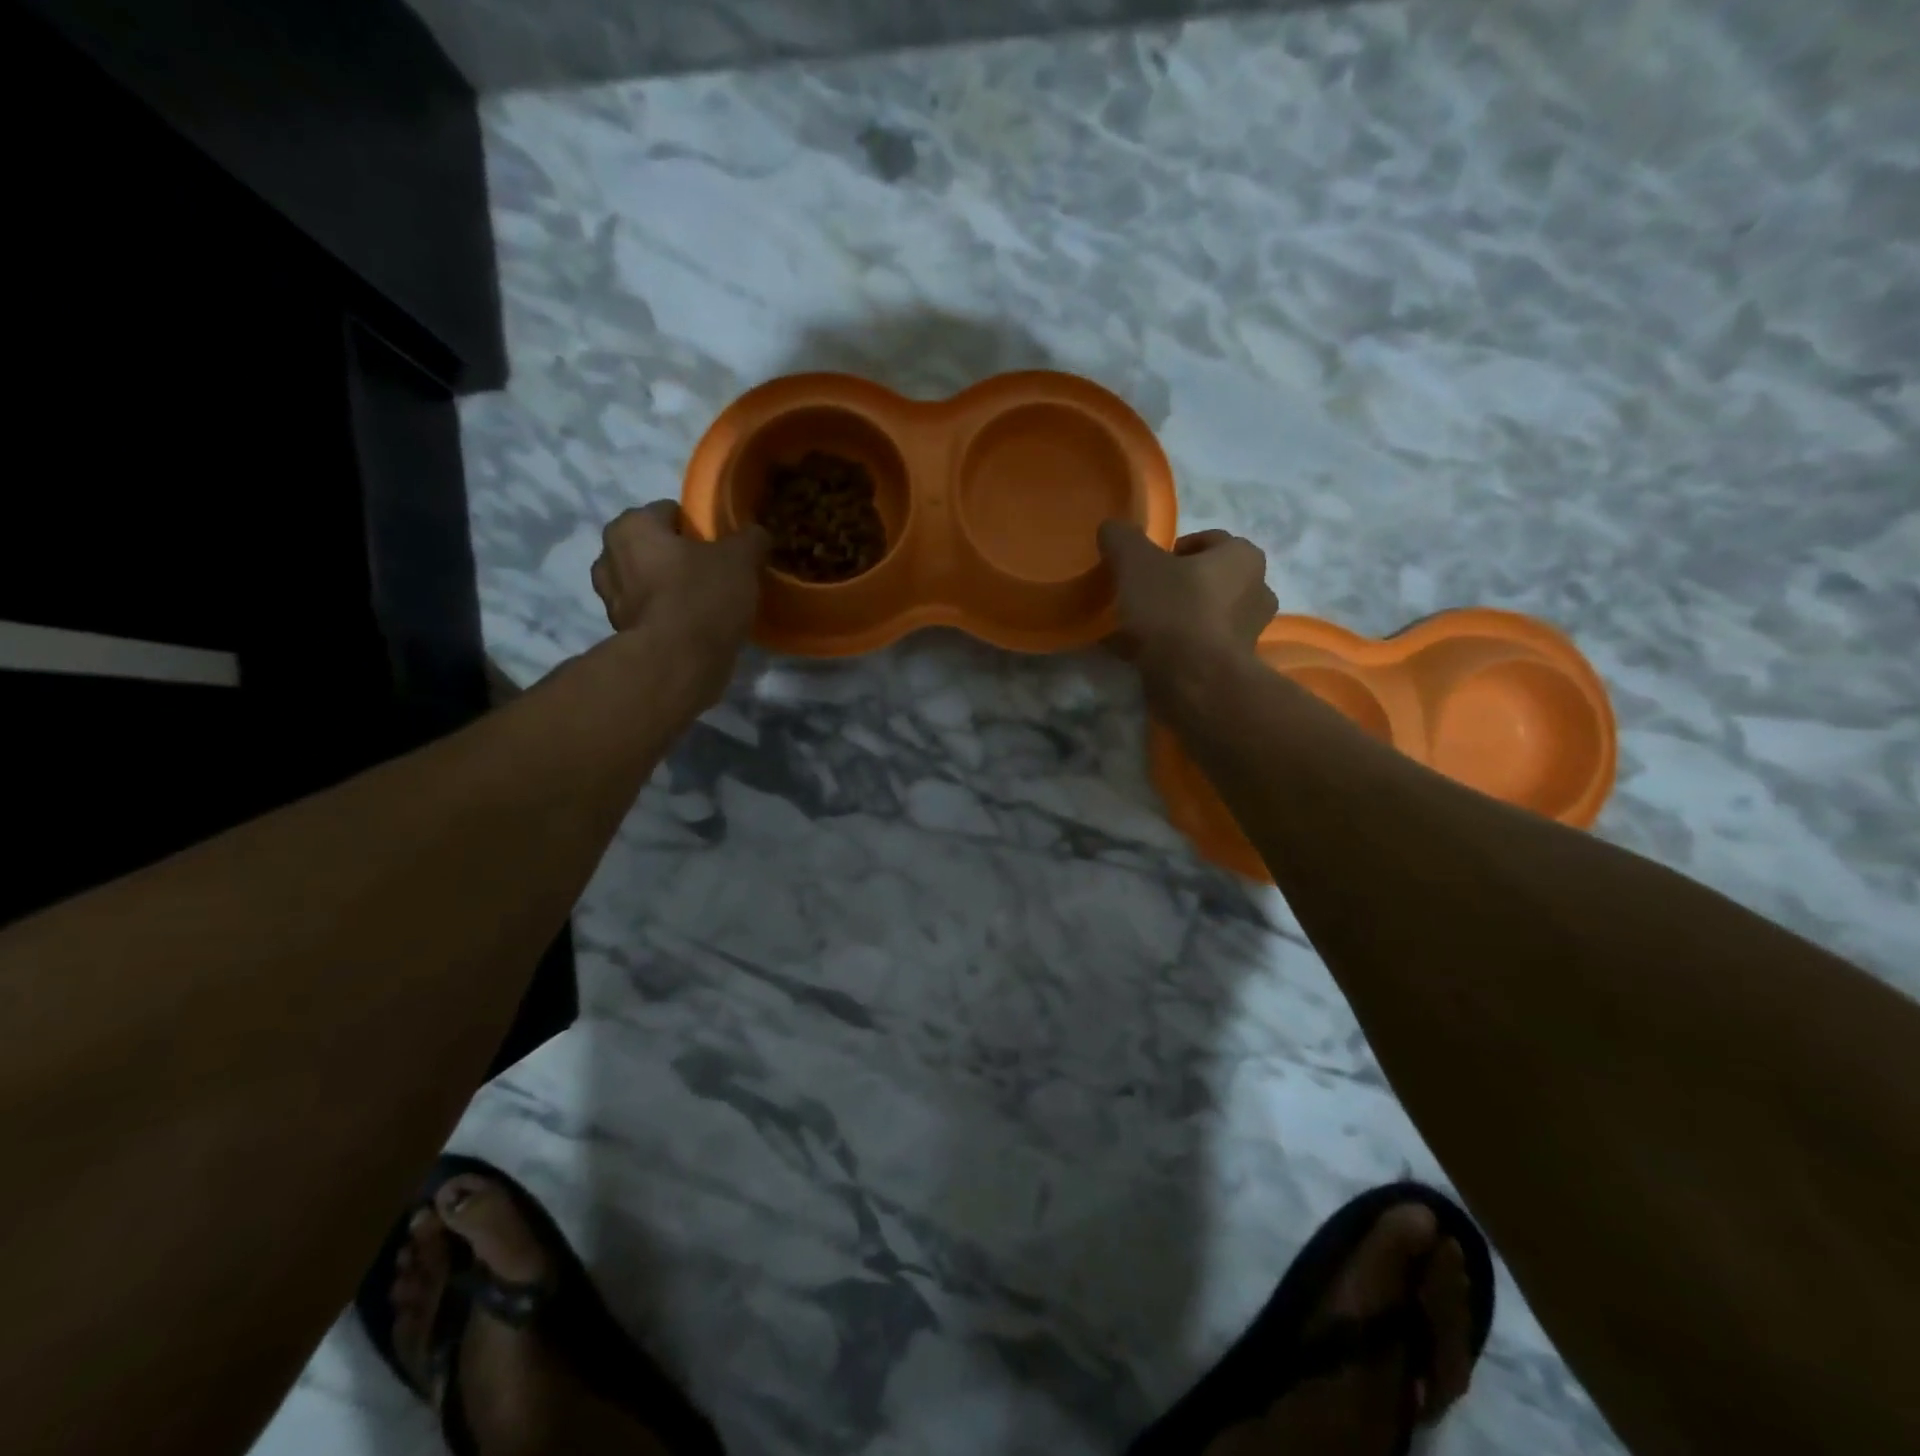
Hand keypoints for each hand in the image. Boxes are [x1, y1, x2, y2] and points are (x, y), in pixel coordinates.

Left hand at [591, 502, 767, 695]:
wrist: (678, 662)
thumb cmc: (703, 596)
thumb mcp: (740, 559)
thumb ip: (750, 538)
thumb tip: (756, 533)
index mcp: (632, 526)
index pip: (669, 512)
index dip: (698, 527)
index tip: (720, 547)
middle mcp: (609, 556)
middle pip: (654, 547)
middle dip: (677, 557)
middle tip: (712, 573)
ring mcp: (610, 598)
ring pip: (647, 582)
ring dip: (668, 588)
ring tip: (702, 603)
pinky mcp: (620, 633)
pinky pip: (649, 614)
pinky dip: (665, 616)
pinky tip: (692, 627)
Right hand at [1097, 521, 1276, 665]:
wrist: (1195, 682)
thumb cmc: (1173, 610)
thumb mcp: (1136, 563)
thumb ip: (1123, 539)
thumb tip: (1112, 528)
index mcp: (1244, 557)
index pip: (1207, 541)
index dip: (1172, 551)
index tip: (1145, 568)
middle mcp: (1257, 590)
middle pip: (1208, 580)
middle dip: (1177, 586)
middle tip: (1141, 598)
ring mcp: (1250, 632)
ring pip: (1204, 615)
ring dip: (1177, 618)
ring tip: (1139, 630)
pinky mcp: (1234, 666)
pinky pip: (1200, 647)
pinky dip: (1177, 647)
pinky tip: (1146, 655)